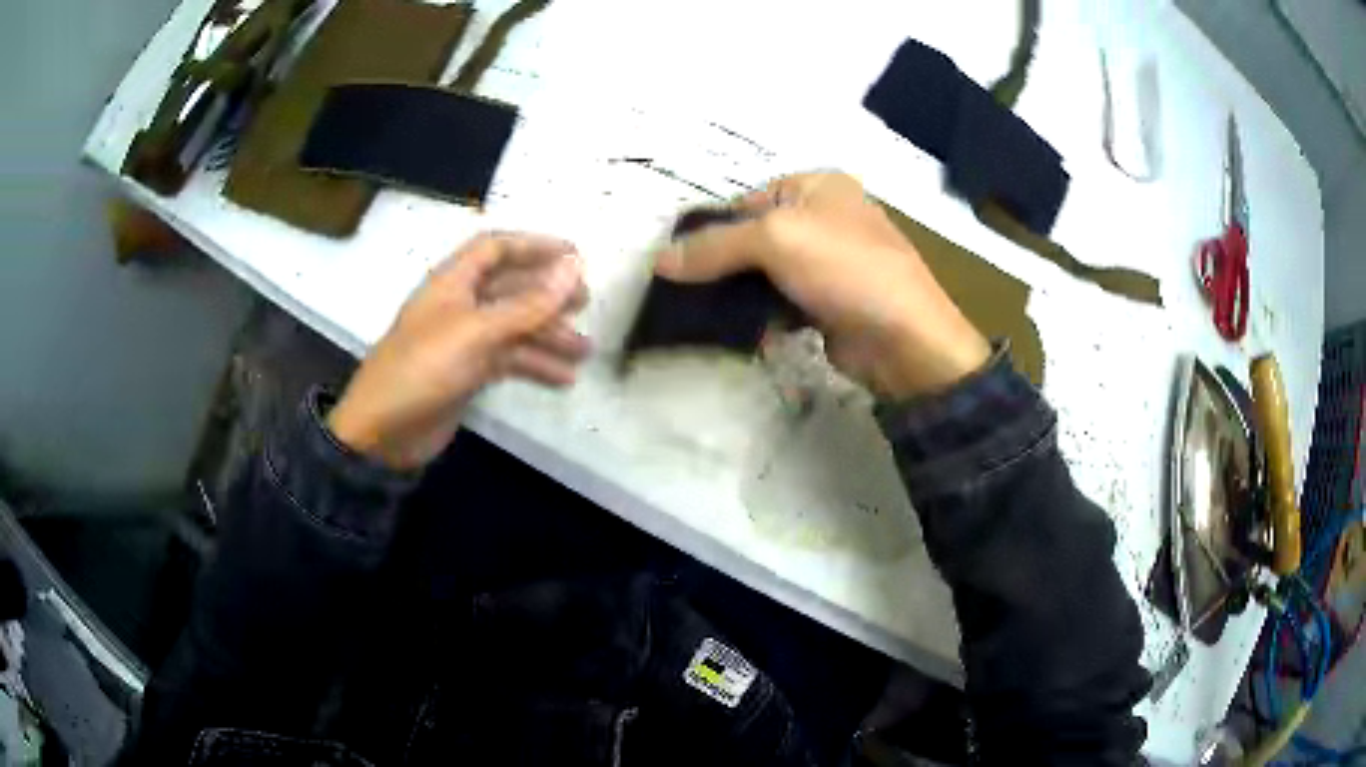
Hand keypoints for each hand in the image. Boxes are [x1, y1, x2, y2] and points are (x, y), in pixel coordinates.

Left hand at [328, 233, 589, 468]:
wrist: (383, 431)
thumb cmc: (424, 368)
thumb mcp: (477, 332)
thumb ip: (527, 303)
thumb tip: (573, 267)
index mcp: (453, 282)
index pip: (495, 248)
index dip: (534, 246)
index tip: (574, 257)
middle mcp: (459, 305)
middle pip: (510, 287)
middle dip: (548, 294)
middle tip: (586, 303)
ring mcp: (463, 341)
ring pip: (513, 327)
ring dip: (548, 335)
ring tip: (584, 351)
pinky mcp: (467, 373)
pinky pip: (508, 360)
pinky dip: (534, 366)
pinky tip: (562, 379)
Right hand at [654, 172, 989, 398]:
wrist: (905, 340)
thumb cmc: (845, 270)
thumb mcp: (775, 241)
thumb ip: (715, 247)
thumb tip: (660, 261)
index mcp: (818, 186)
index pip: (747, 201)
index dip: (710, 229)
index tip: (674, 262)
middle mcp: (824, 218)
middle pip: (754, 237)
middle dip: (721, 265)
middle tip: (682, 292)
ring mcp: (829, 264)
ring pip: (766, 273)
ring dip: (737, 294)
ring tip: (700, 315)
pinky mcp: (828, 303)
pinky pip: (781, 303)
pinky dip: (760, 316)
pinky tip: (737, 332)